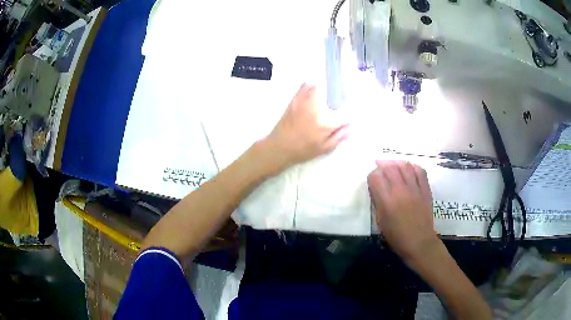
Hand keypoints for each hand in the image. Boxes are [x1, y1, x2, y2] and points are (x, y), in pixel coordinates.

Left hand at [262, 84, 348, 171]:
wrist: (279, 147)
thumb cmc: (302, 150)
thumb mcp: (324, 148)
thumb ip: (339, 137)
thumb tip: (352, 128)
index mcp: (326, 123)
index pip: (346, 113)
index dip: (351, 114)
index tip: (351, 117)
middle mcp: (317, 108)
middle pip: (333, 93)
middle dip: (339, 96)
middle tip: (339, 103)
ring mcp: (304, 101)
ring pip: (319, 86)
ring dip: (326, 89)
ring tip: (327, 97)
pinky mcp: (295, 99)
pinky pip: (305, 86)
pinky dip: (312, 86)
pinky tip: (314, 93)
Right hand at [368, 160, 438, 263]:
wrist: (419, 242)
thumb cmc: (397, 237)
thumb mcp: (380, 222)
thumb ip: (377, 203)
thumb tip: (376, 189)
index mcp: (386, 202)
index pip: (375, 177)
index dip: (372, 175)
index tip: (372, 179)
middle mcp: (400, 191)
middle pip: (390, 167)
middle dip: (382, 164)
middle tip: (380, 166)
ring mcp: (415, 189)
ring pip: (405, 166)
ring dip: (397, 162)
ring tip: (393, 165)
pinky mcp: (425, 190)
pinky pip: (420, 171)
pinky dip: (413, 167)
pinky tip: (409, 169)